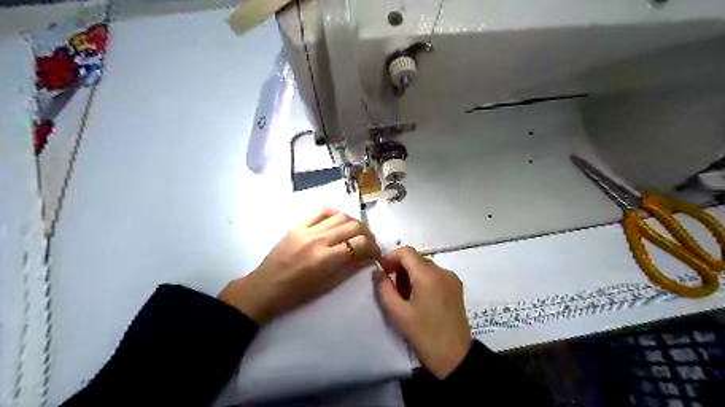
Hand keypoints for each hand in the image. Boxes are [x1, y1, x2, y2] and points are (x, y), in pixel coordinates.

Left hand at [220, 209, 379, 322]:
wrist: (266, 286)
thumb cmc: (297, 293)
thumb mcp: (327, 284)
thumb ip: (349, 267)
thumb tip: (368, 257)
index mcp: (325, 259)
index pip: (359, 244)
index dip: (374, 248)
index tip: (377, 253)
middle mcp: (318, 240)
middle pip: (353, 226)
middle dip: (368, 234)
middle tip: (370, 242)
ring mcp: (307, 230)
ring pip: (340, 216)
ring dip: (354, 222)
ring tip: (357, 232)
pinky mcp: (297, 225)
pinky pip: (320, 211)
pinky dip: (334, 214)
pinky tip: (338, 221)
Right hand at [376, 247, 472, 378]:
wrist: (454, 357)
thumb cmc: (423, 335)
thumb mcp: (398, 313)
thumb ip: (384, 288)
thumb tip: (377, 272)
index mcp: (428, 276)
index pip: (406, 252)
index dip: (391, 258)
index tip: (384, 273)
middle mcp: (442, 271)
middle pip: (416, 258)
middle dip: (401, 268)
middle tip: (394, 289)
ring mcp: (451, 278)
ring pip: (425, 265)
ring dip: (412, 273)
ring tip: (407, 296)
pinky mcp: (456, 286)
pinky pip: (435, 273)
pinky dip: (424, 278)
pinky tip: (421, 298)